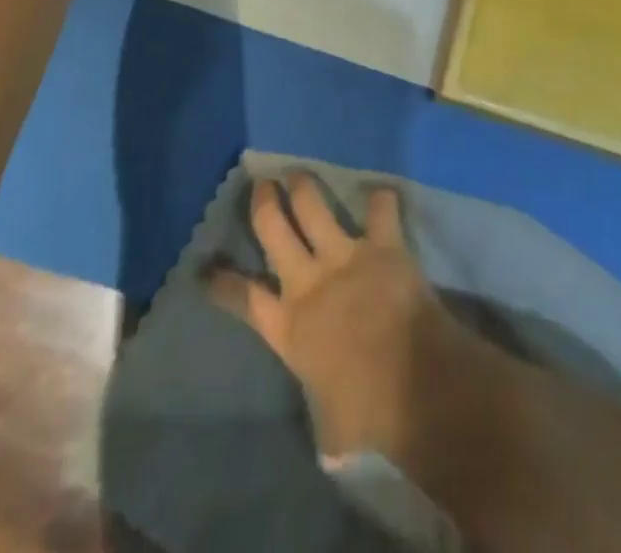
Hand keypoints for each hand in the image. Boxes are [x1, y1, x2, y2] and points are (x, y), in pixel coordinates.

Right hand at [211, 174, 463, 461]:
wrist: (413, 383)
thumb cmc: (367, 413)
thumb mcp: (331, 426)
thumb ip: (324, 419)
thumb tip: (330, 447)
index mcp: (287, 327)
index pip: (243, 297)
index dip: (222, 281)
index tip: (207, 267)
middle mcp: (307, 281)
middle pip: (272, 228)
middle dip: (263, 202)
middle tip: (261, 185)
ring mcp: (344, 256)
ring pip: (312, 205)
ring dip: (303, 185)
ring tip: (298, 173)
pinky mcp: (382, 245)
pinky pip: (380, 210)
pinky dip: (381, 199)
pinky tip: (381, 192)